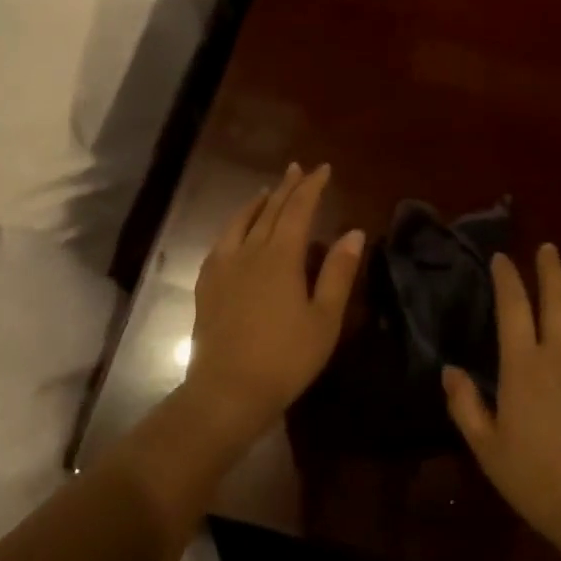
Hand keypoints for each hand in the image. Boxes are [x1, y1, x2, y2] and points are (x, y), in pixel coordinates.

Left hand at [188, 163, 364, 442]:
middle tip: (297, 169)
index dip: (312, 187)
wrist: (227, 392)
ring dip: (257, 203)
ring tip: (266, 191)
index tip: (323, 169)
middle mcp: (249, 251)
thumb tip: (353, 232)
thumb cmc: (285, 358)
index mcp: (281, 256)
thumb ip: (338, 272)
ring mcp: (223, 267)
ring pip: (241, 222)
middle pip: (270, 210)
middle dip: (286, 187)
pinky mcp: (207, 285)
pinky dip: (234, 226)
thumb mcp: (324, 318)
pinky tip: (235, 232)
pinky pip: (221, 243)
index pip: (298, 209)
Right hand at [443, 245, 560, 560]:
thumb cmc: (539, 479)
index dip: (506, 278)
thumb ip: (465, 406)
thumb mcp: (488, 449)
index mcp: (523, 366)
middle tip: (547, 249)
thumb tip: (448, 370)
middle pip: (558, 296)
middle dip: (551, 268)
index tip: (502, 259)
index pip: (513, 307)